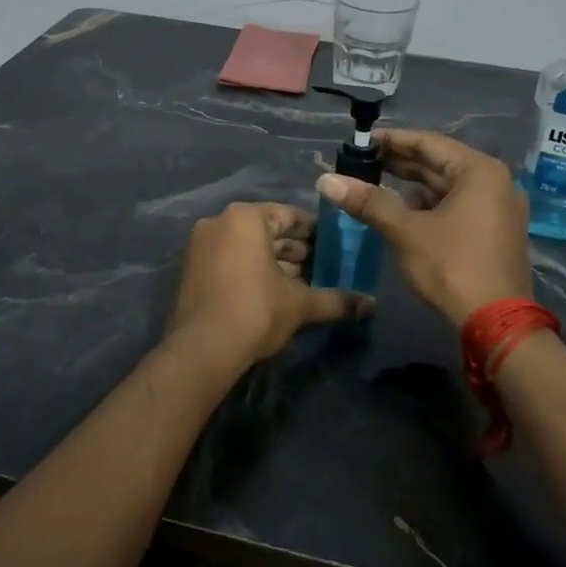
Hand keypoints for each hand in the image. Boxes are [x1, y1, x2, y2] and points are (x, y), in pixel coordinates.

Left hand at [165, 202, 372, 370]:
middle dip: (297, 251)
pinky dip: (253, 270)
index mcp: (246, 217)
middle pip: (268, 231)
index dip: (317, 234)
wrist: (202, 350)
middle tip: (326, 269)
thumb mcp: (301, 304)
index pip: (290, 216)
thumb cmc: (255, 311)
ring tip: (305, 284)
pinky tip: (276, 292)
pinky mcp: (193, 268)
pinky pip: (231, 259)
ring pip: (249, 247)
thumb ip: (337, 299)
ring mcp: (202, 245)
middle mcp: (220, 222)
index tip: (337, 249)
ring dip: (276, 263)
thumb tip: (372, 305)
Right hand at [316, 130, 532, 327]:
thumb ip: (368, 201)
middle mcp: (494, 182)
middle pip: (439, 163)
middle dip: (399, 163)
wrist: (497, 325)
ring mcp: (498, 208)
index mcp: (479, 171)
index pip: (428, 143)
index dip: (392, 140)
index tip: (361, 141)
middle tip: (361, 161)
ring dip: (412, 184)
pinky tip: (402, 209)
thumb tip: (326, 180)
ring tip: (374, 183)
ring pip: (447, 186)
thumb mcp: (406, 231)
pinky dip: (429, 204)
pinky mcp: (495, 231)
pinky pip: (457, 205)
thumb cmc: (453, 267)